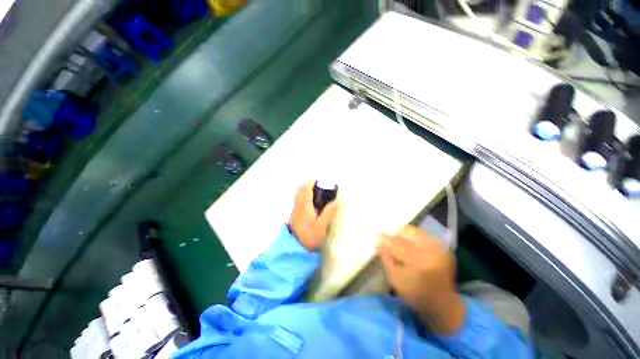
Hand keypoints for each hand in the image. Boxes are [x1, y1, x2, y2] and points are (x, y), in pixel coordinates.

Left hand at [289, 181, 337, 250]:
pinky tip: (312, 206)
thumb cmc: (309, 237)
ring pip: (298, 195)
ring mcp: (294, 210)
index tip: (320, 181)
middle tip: (319, 188)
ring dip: (305, 191)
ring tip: (317, 196)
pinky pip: (298, 201)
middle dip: (308, 185)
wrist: (295, 249)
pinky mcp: (294, 215)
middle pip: (299, 189)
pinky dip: (304, 198)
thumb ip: (329, 213)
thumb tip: (335, 201)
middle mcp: (298, 205)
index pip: (305, 188)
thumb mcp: (322, 226)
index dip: (312, 182)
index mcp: (304, 205)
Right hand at [377, 225, 465, 334]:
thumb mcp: (396, 279)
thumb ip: (386, 258)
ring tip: (399, 242)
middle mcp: (430, 250)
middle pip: (407, 232)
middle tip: (388, 240)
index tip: (375, 236)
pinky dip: (414, 238)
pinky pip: (424, 235)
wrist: (443, 303)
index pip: (396, 243)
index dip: (384, 239)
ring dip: (404, 235)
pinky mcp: (443, 247)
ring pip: (415, 231)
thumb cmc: (416, 294)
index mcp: (418, 261)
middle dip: (395, 234)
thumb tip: (378, 243)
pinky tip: (411, 246)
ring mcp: (439, 247)